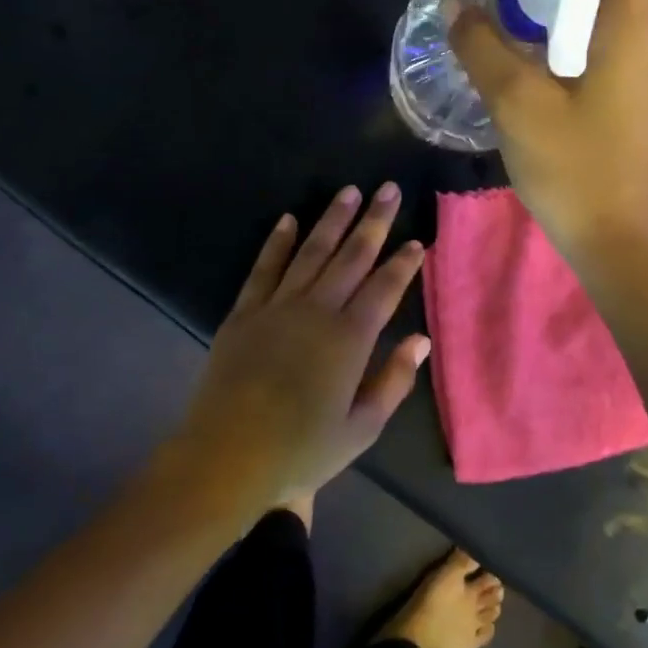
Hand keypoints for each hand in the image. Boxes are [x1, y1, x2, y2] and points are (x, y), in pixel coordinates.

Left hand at [170, 185, 428, 509]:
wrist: (226, 457)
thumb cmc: (300, 450)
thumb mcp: (361, 429)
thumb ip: (394, 380)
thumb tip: (421, 339)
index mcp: (350, 339)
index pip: (384, 288)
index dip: (403, 263)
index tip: (417, 240)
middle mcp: (317, 311)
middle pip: (351, 257)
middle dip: (373, 222)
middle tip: (389, 189)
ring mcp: (277, 307)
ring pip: (311, 252)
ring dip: (332, 220)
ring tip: (349, 192)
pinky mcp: (244, 312)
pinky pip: (264, 268)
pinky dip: (277, 242)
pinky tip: (288, 219)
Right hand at [450, 0, 647, 261]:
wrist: (615, 240)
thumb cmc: (572, 167)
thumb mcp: (516, 103)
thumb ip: (483, 47)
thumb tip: (456, 7)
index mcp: (630, 30)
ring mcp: (643, 71)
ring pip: (608, 8)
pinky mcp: (630, 97)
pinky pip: (602, 39)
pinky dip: (572, 21)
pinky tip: (536, 34)